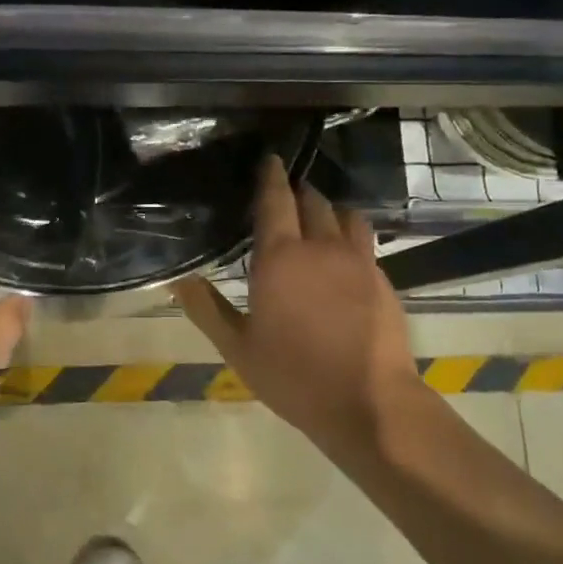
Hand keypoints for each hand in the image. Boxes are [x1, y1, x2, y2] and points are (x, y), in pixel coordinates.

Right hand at [175, 156, 422, 463]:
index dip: (271, 176)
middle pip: (313, 201)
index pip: (276, 201)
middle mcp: (322, 248)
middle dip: (300, 191)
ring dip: (330, 209)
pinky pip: (365, 242)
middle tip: (288, 192)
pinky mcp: (384, 280)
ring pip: (346, 216)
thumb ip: (207, 309)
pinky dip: (351, 236)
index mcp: (281, 258)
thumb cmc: (294, 376)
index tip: (270, 159)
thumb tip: (179, 279)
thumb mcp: (238, 348)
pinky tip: (344, 256)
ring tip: (320, 218)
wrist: (370, 404)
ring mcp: (359, 261)